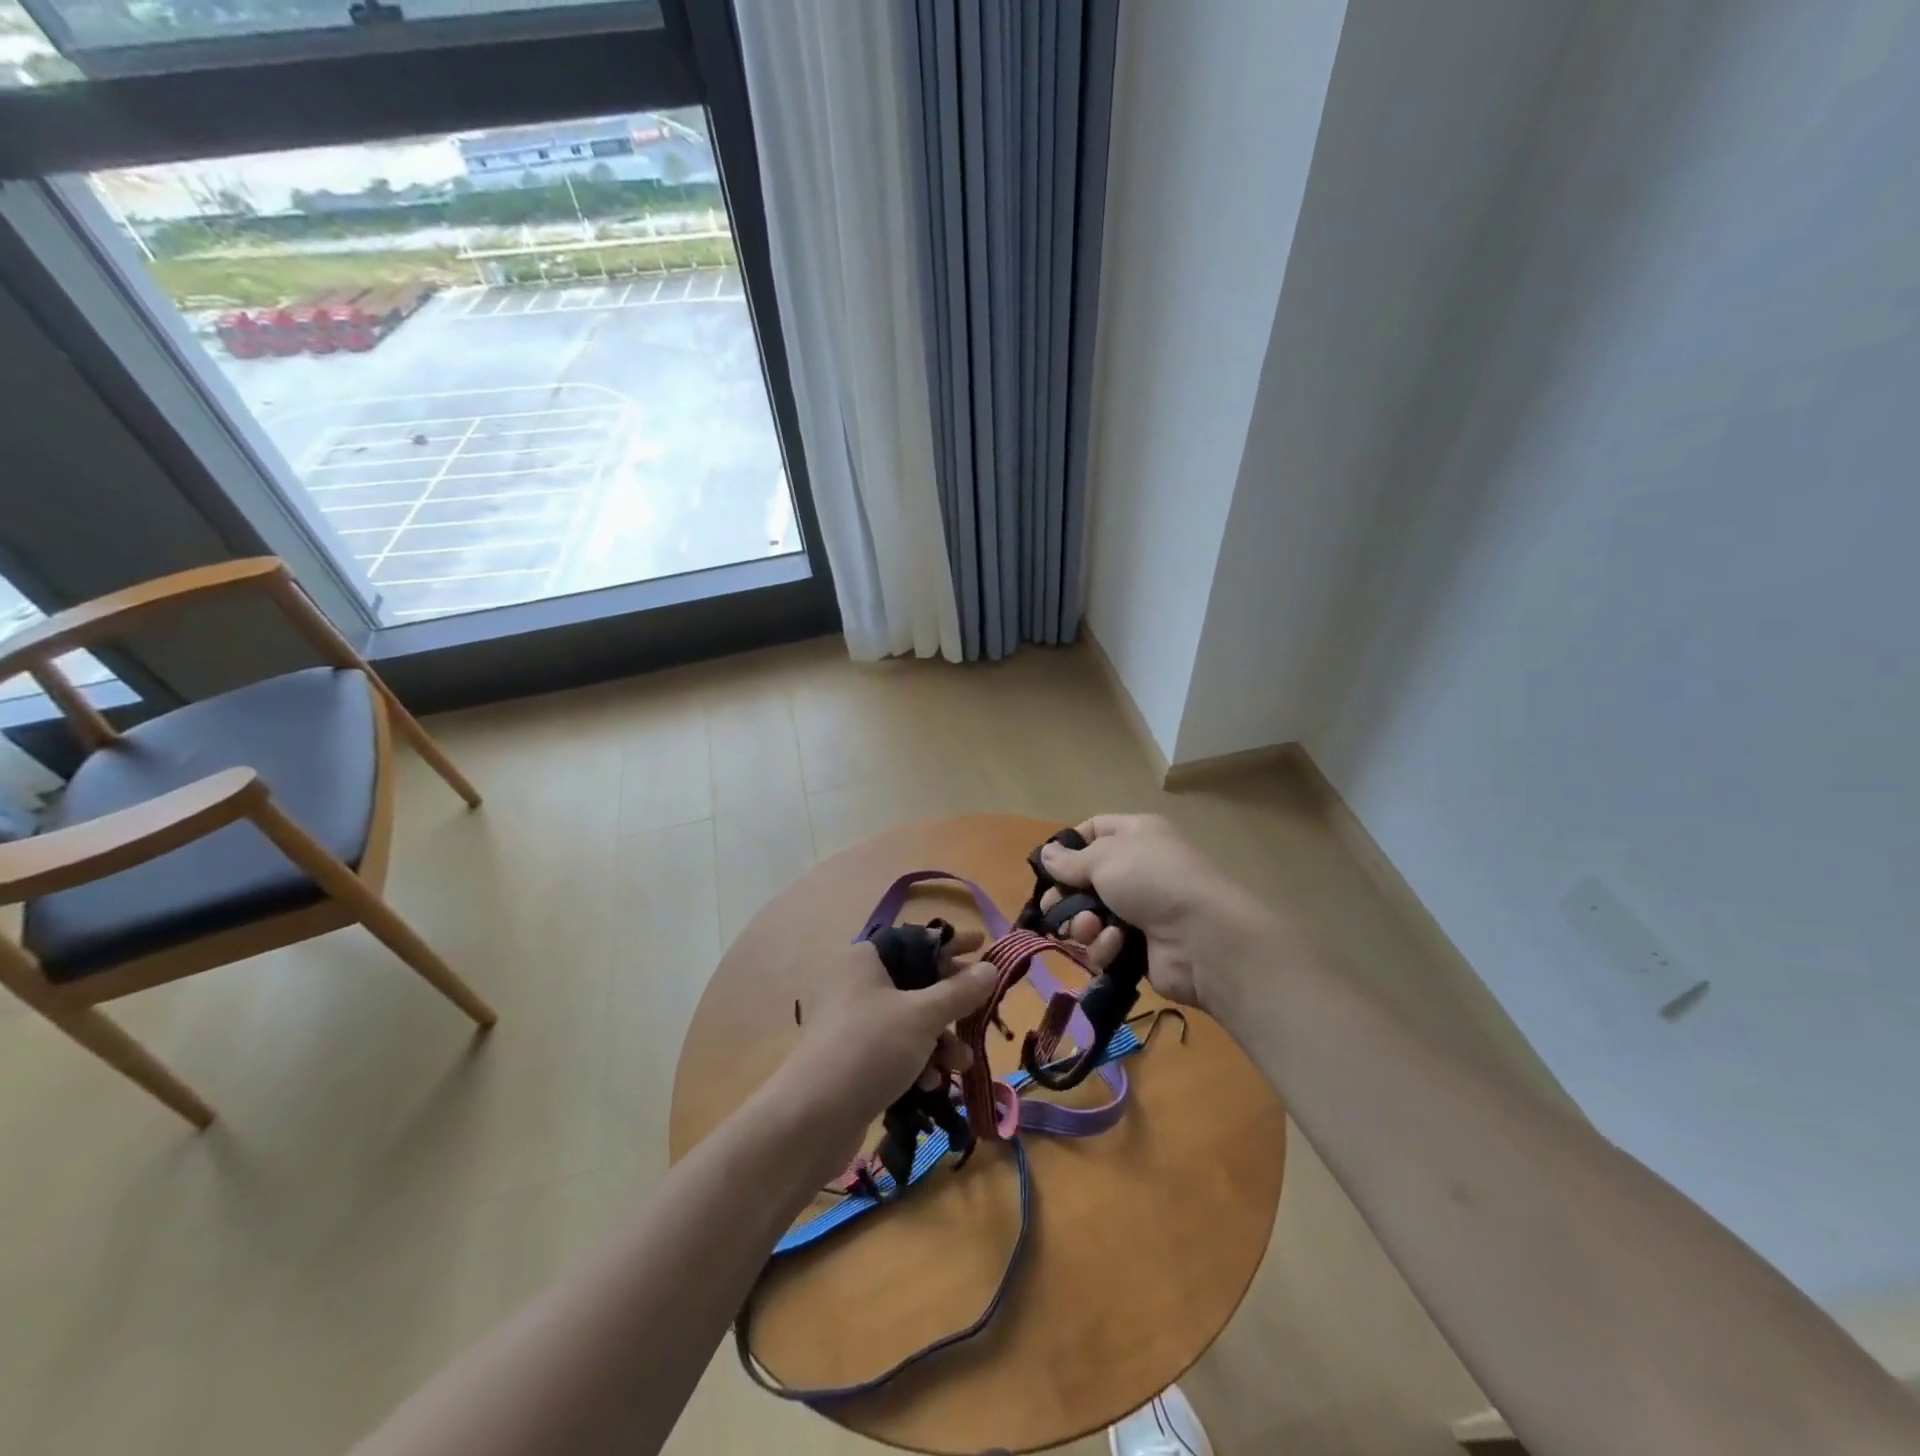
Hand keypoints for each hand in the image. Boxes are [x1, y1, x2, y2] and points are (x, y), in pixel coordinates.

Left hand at [779, 933, 998, 1166]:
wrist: (812, 1119)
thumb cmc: (871, 1048)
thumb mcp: (923, 1016)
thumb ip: (960, 992)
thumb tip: (990, 968)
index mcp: (865, 960)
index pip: (915, 941)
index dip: (950, 944)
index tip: (983, 945)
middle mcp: (855, 984)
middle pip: (915, 982)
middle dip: (951, 1004)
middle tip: (980, 1012)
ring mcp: (851, 1024)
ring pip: (908, 1020)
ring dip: (939, 1040)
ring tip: (961, 1063)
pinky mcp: (851, 1059)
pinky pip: (894, 1049)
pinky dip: (916, 1061)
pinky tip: (930, 1083)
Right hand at [1038, 813, 1262, 1008]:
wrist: (1203, 938)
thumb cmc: (1152, 880)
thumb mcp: (1104, 858)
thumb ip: (1070, 860)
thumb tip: (1046, 854)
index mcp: (1137, 835)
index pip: (1094, 830)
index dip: (1069, 846)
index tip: (1048, 866)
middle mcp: (1138, 869)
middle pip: (1086, 880)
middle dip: (1066, 896)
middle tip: (1052, 908)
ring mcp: (1141, 911)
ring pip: (1091, 916)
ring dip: (1084, 924)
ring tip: (1090, 928)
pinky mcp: (1140, 948)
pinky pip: (1107, 945)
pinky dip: (1106, 946)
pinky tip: (1116, 945)